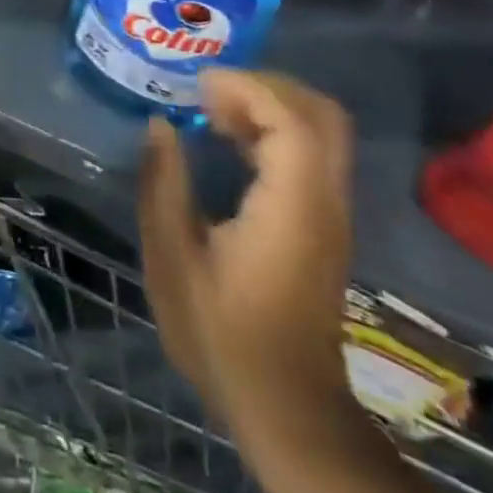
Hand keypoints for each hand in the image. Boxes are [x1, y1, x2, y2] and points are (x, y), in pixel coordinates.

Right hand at [138, 70, 353, 426]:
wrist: (286, 407)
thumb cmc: (223, 335)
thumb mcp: (173, 260)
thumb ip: (164, 185)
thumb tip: (160, 125)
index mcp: (293, 207)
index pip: (290, 120)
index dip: (246, 88)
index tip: (197, 85)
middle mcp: (325, 202)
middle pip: (321, 114)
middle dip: (267, 86)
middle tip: (211, 90)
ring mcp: (331, 214)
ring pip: (320, 131)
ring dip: (269, 107)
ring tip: (212, 111)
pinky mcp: (324, 225)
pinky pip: (311, 153)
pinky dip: (275, 131)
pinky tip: (230, 141)